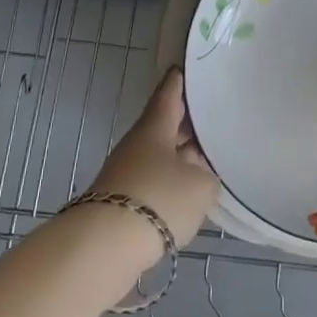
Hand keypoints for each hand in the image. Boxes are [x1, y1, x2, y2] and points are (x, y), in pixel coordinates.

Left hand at [87, 66, 218, 261]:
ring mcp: (126, 174)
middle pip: (164, 127)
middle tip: (210, 119)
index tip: (184, 68)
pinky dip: (170, 184)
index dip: (178, 82)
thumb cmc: (158, 199)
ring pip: (159, 157)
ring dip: (179, 158)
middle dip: (186, 124)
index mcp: (155, 127)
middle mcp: (137, 144)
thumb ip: (206, 176)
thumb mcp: (200, 186)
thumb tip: (199, 176)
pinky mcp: (121, 203)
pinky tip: (187, 195)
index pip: (168, 95)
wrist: (105, 247)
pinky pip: (152, 183)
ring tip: (206, 161)